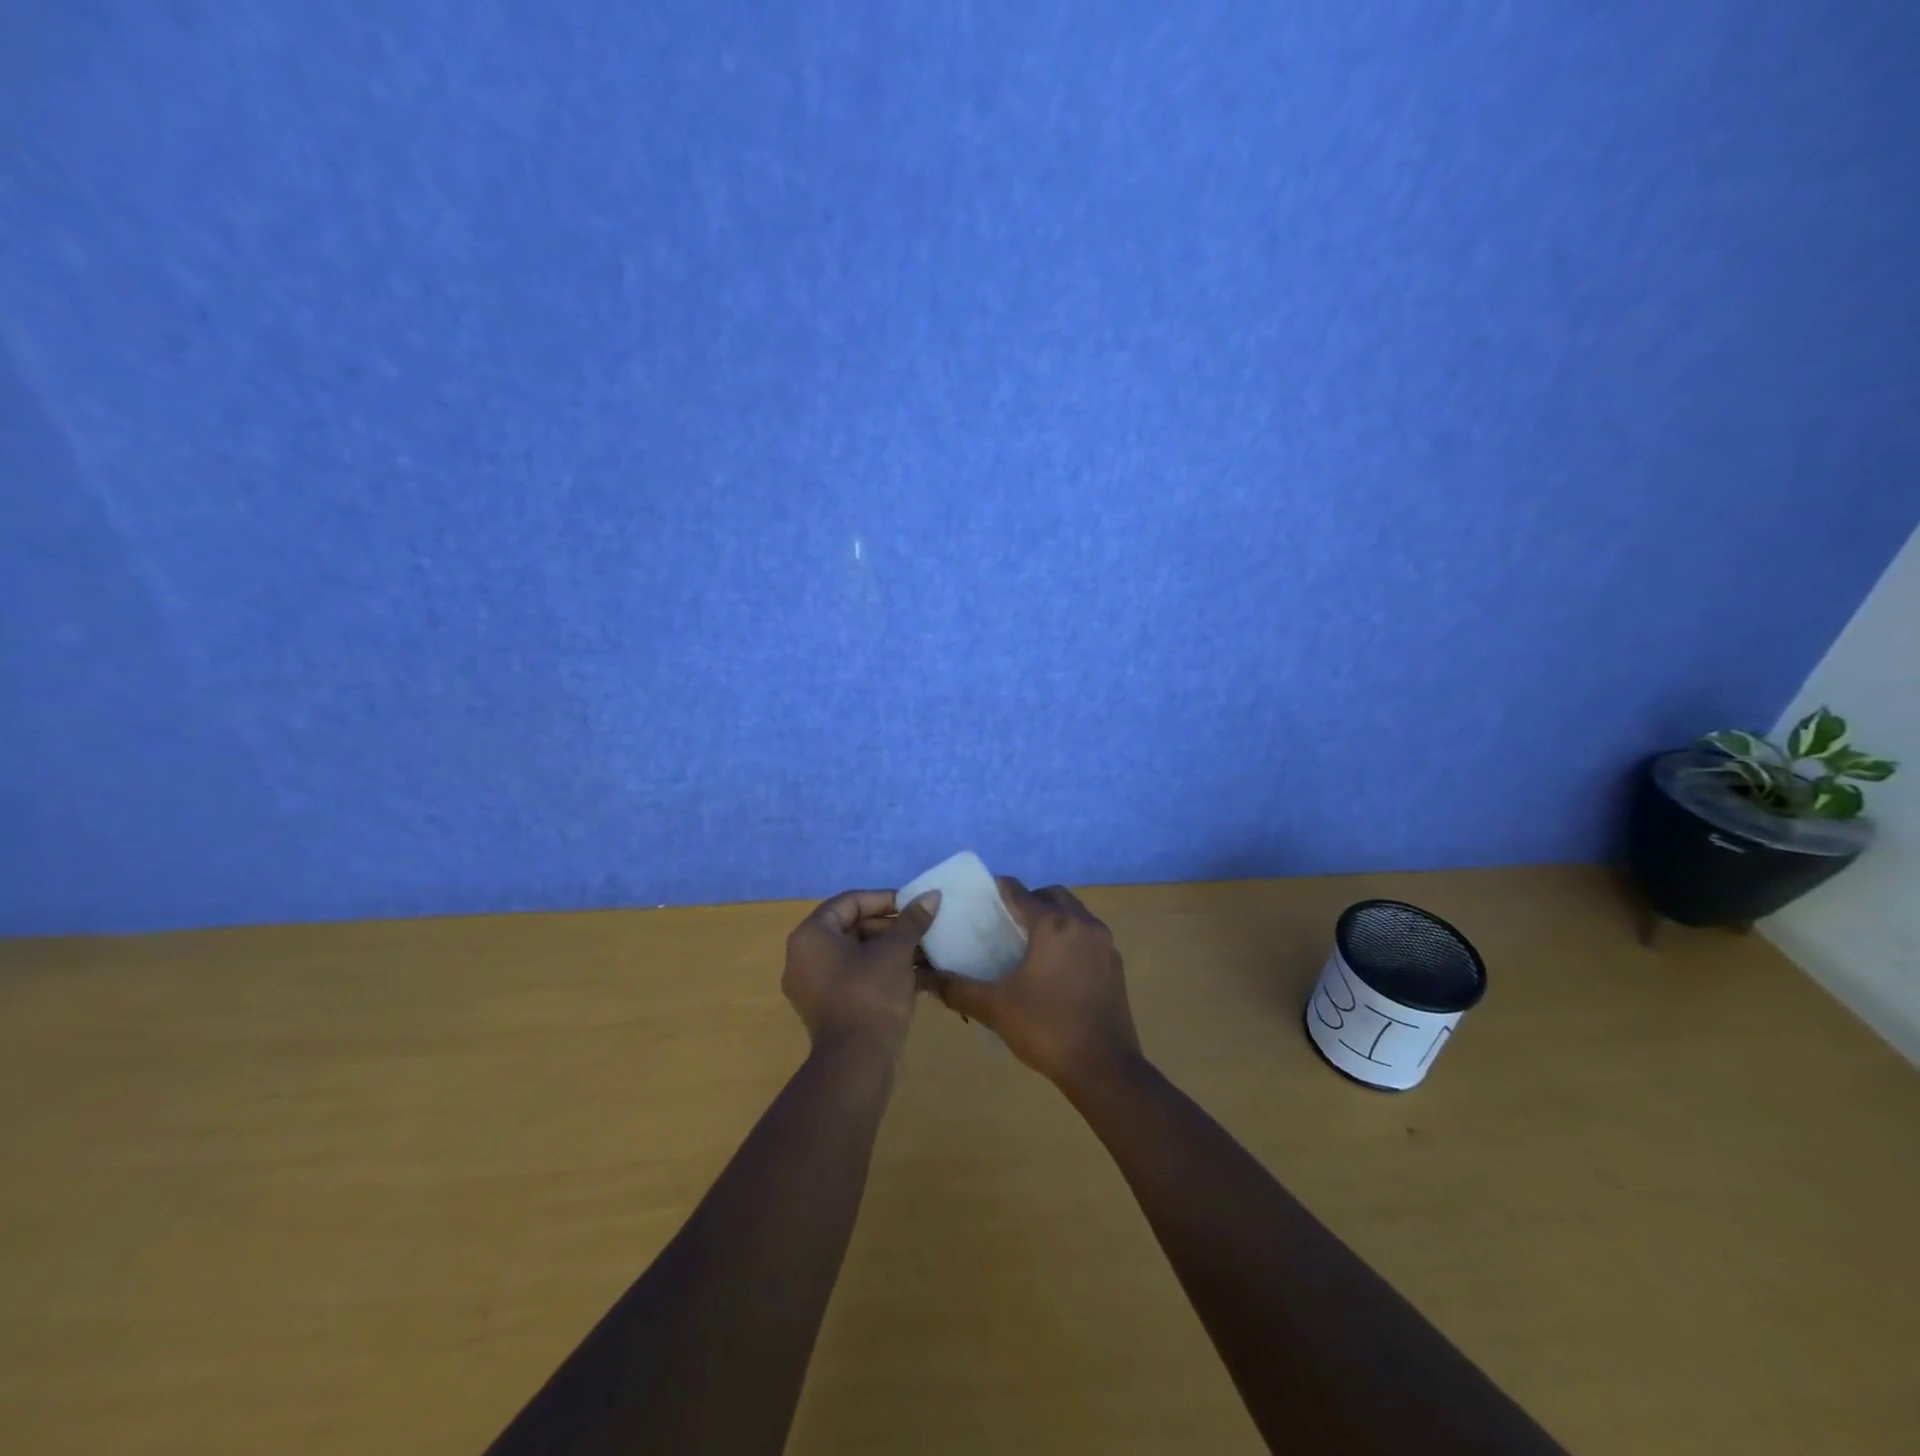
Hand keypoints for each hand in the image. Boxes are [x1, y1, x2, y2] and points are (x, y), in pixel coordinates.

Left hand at [783, 889, 940, 1057]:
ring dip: (891, 950)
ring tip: (925, 952)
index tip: (915, 905)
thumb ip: (912, 920)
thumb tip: (932, 895)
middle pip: (852, 927)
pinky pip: (855, 977)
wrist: (857, 1064)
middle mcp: (804, 956)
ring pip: (857, 954)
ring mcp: (813, 985)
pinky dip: (881, 972)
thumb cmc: (871, 995)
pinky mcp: (828, 1007)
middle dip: (891, 928)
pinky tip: (916, 976)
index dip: (885, 899)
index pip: (850, 902)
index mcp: (812, 935)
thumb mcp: (896, 952)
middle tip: (923, 930)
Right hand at [920, 880, 1141, 1092]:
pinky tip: (1055, 966)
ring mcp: (1104, 943)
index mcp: (1052, 924)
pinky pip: (1088, 935)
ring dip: (1052, 917)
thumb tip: (923, 979)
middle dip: (1028, 901)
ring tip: (1029, 943)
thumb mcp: (994, 1008)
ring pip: (1074, 913)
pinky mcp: (1115, 963)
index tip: (979, 899)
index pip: (1018, 892)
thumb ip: (956, 989)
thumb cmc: (1046, 1029)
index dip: (996, 890)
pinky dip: (1070, 937)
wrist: (1104, 1068)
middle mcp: (1082, 923)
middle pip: (1051, 895)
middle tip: (1005, 922)